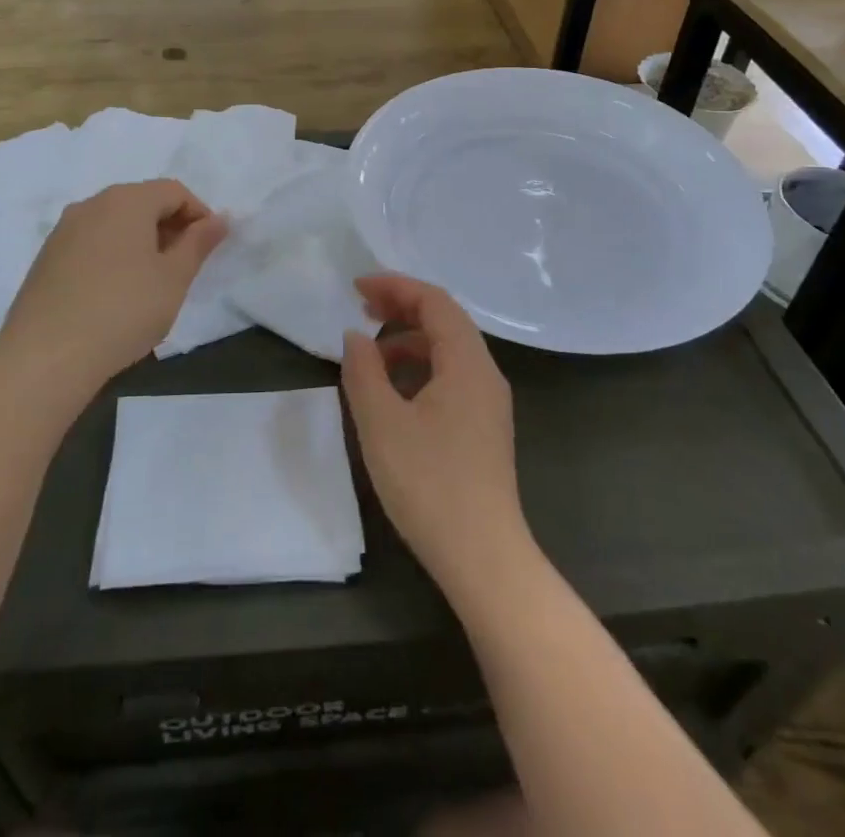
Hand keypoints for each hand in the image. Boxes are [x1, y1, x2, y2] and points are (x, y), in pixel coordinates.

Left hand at [0, 180, 227, 400]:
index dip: (199, 214)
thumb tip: (219, 219)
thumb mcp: (174, 279)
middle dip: (169, 226)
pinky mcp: (46, 257)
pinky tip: (115, 293)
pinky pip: (91, 242)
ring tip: (151, 282)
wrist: (46, 356)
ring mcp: (64, 230)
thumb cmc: (123, 310)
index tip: (208, 248)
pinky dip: (113, 255)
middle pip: (142, 201)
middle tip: (184, 266)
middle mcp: (92, 204)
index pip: (174, 191)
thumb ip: (199, 243)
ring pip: (115, 222)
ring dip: (141, 241)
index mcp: (127, 200)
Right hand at [341, 274, 530, 594]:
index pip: (434, 301)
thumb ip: (363, 370)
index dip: (395, 286)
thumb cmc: (429, 483)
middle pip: (445, 320)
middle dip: (401, 306)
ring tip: (370, 354)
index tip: (356, 288)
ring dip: (408, 339)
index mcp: (467, 363)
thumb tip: (356, 337)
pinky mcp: (483, 428)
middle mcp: (485, 374)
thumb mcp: (381, 423)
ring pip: (448, 350)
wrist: (483, 558)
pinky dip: (419, 368)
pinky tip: (393, 392)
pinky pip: (451, 377)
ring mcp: (488, 402)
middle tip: (360, 308)